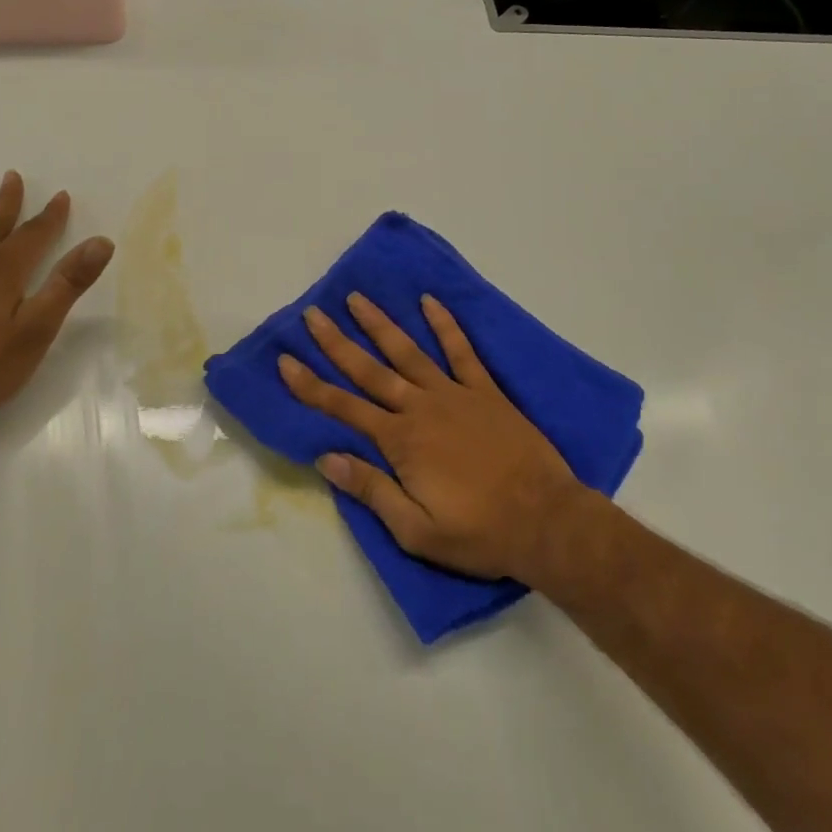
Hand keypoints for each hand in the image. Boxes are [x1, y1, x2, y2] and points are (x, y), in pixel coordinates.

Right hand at [278, 293, 584, 581]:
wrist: (545, 521)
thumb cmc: (478, 532)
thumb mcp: (416, 531)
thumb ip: (372, 490)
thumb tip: (327, 458)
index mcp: (400, 441)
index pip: (343, 408)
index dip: (310, 385)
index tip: (286, 360)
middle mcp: (420, 408)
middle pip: (369, 370)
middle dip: (336, 342)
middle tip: (312, 314)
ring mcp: (454, 394)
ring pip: (408, 351)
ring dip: (380, 324)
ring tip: (357, 299)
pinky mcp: (485, 391)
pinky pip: (462, 351)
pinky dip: (445, 325)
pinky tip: (430, 302)